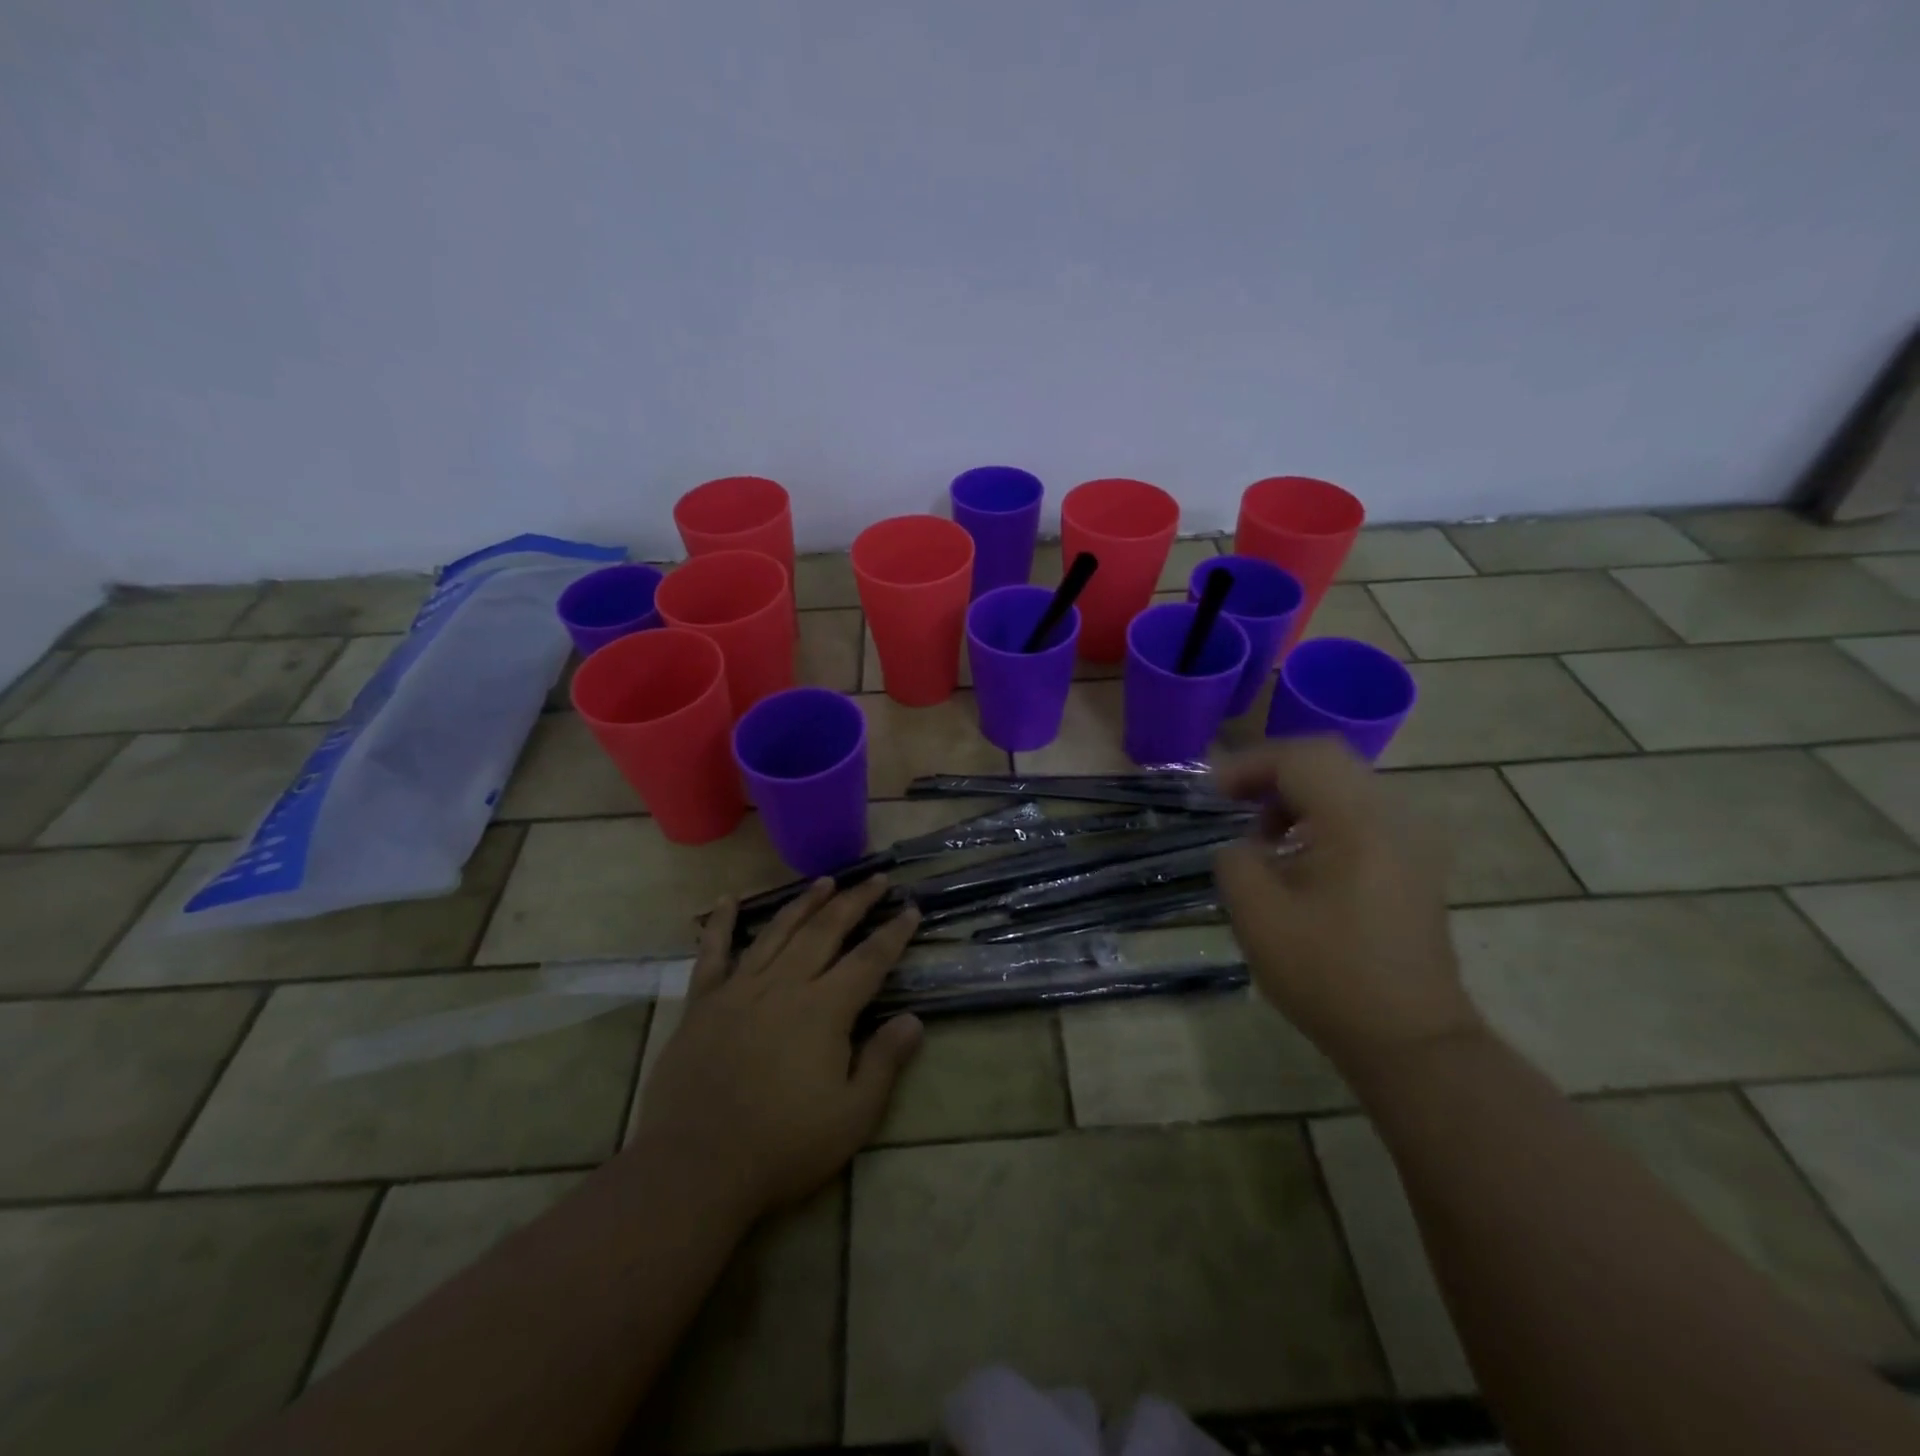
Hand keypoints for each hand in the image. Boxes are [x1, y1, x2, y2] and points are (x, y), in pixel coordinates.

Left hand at [629, 877, 923, 1222]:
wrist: (694, 1168)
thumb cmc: (782, 1147)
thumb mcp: (851, 1117)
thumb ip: (884, 1063)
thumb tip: (913, 1019)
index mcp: (824, 1010)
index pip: (869, 960)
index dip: (893, 933)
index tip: (910, 909)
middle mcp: (784, 986)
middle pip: (825, 930)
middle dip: (855, 901)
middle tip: (876, 879)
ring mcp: (739, 990)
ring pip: (778, 931)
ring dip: (804, 902)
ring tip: (825, 880)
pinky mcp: (702, 1003)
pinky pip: (712, 953)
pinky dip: (720, 923)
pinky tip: (727, 900)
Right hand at [1210, 736, 1483, 1075]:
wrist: (1410, 1040)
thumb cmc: (1328, 976)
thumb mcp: (1257, 916)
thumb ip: (1236, 860)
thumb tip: (1243, 846)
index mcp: (1358, 823)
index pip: (1301, 758)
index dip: (1248, 765)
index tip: (1212, 794)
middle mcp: (1394, 818)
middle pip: (1327, 762)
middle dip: (1271, 774)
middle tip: (1231, 801)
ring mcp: (1411, 842)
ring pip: (1345, 786)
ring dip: (1296, 796)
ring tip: (1261, 835)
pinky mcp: (1413, 865)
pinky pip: (1361, 815)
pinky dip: (1321, 818)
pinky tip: (1297, 857)